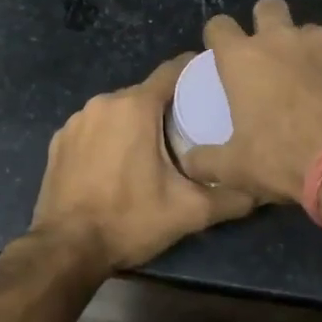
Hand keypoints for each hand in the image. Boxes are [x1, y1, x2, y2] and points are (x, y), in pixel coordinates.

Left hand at [30, 55, 255, 270]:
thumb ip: (231, 197)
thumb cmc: (129, 221)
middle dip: (168, 107)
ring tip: (156, 151)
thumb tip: (263, 190)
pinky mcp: (58, 141)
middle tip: (191, 131)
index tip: (215, 86)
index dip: (196, 74)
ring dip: (136, 124)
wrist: (65, 250)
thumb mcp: (188, 212)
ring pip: (118, 111)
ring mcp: (75, 121)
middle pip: (146, 94)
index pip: (173, 71)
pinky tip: (117, 165)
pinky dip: (108, 138)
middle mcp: (103, 103)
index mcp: (135, 107)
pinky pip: (94, 128)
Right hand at [183, 0, 321, 202]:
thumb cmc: (284, 159)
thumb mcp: (235, 169)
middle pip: (268, 7)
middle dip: (266, 22)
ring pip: (311, 30)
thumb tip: (190, 161)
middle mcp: (282, 39)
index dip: (218, 37)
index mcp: (243, 59)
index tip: (222, 53)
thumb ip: (206, 161)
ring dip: (308, 48)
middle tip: (270, 54)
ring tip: (315, 81)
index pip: (218, 26)